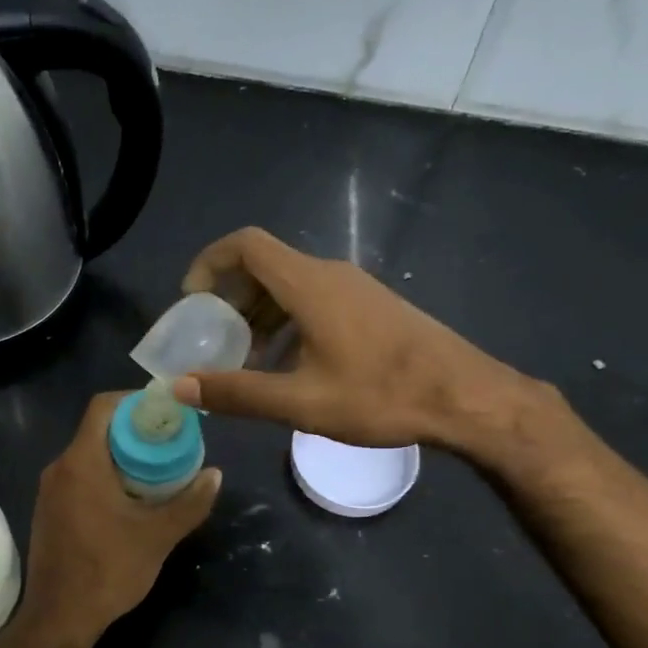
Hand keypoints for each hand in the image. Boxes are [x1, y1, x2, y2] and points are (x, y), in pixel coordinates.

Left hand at [13, 393, 220, 647]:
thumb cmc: (107, 571)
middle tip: (172, 443)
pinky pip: (81, 477)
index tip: (167, 412)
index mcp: (81, 462)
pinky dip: (107, 476)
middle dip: (136, 431)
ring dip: (123, 456)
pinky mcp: (50, 511)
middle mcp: (60, 468)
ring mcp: (51, 491)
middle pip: (99, 429)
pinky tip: (133, 499)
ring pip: (90, 455)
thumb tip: (215, 474)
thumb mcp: (158, 536)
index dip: (136, 400)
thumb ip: (190, 502)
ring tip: (159, 470)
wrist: (58, 619)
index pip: (104, 406)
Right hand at [172, 227, 557, 465]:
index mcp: (309, 284)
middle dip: (231, 298)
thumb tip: (181, 385)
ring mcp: (356, 288)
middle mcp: (330, 274)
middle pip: (265, 265)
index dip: (209, 263)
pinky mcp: (372, 306)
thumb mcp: (302, 402)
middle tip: (215, 339)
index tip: (192, 301)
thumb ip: (238, 392)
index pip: (246, 245)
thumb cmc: (382, 396)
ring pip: (291, 285)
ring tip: (248, 360)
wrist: (466, 397)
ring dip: (260, 314)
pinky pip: (315, 299)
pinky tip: (291, 365)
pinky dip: (288, 321)